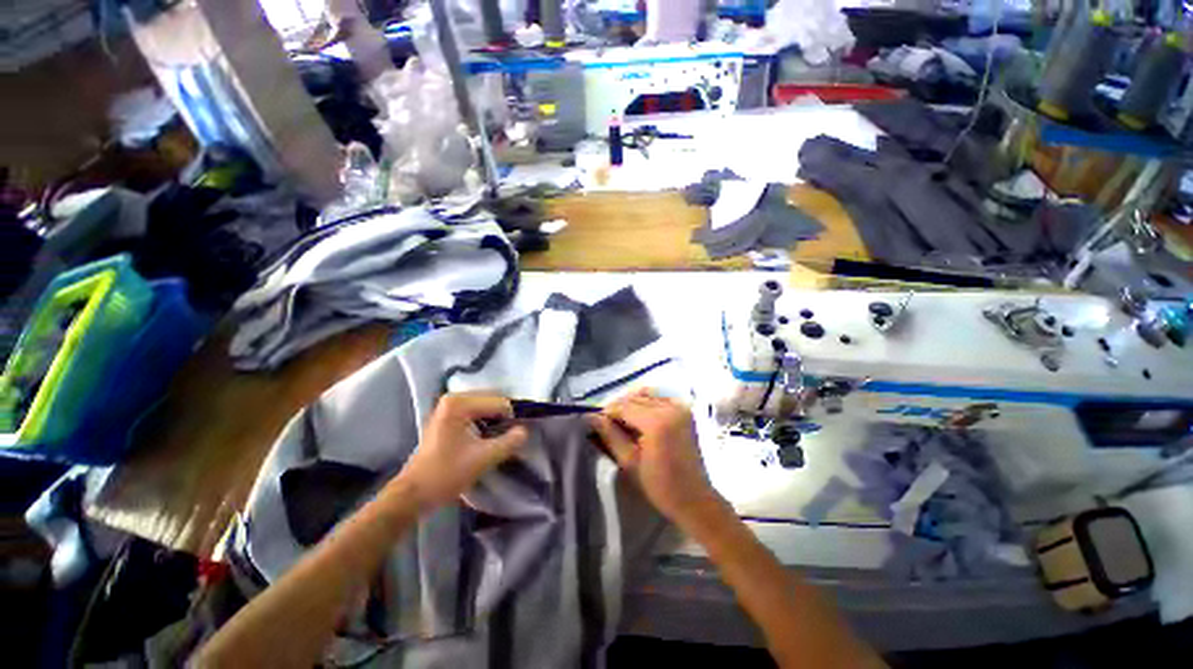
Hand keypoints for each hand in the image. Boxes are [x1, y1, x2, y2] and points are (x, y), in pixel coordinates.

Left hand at [392, 392, 527, 510]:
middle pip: (492, 400)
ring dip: (496, 419)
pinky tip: (490, 437)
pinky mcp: (447, 418)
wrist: (412, 495)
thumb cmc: (446, 474)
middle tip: (514, 435)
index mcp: (459, 403)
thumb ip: (509, 442)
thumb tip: (525, 431)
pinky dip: (486, 422)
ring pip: (485, 406)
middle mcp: (453, 399)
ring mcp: (448, 408)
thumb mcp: (483, 459)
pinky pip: (476, 413)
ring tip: (504, 437)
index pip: (499, 402)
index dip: (513, 418)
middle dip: (505, 416)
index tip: (520, 435)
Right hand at [587, 389, 724, 527]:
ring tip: (623, 422)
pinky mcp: (685, 410)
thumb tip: (590, 417)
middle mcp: (671, 407)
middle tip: (607, 424)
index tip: (596, 423)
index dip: (607, 413)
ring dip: (632, 405)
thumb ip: (609, 435)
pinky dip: (647, 404)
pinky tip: (640, 419)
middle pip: (635, 398)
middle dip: (619, 408)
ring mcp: (680, 407)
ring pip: (647, 396)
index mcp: (657, 421)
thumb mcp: (629, 462)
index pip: (624, 406)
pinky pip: (660, 398)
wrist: (694, 498)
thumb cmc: (660, 486)